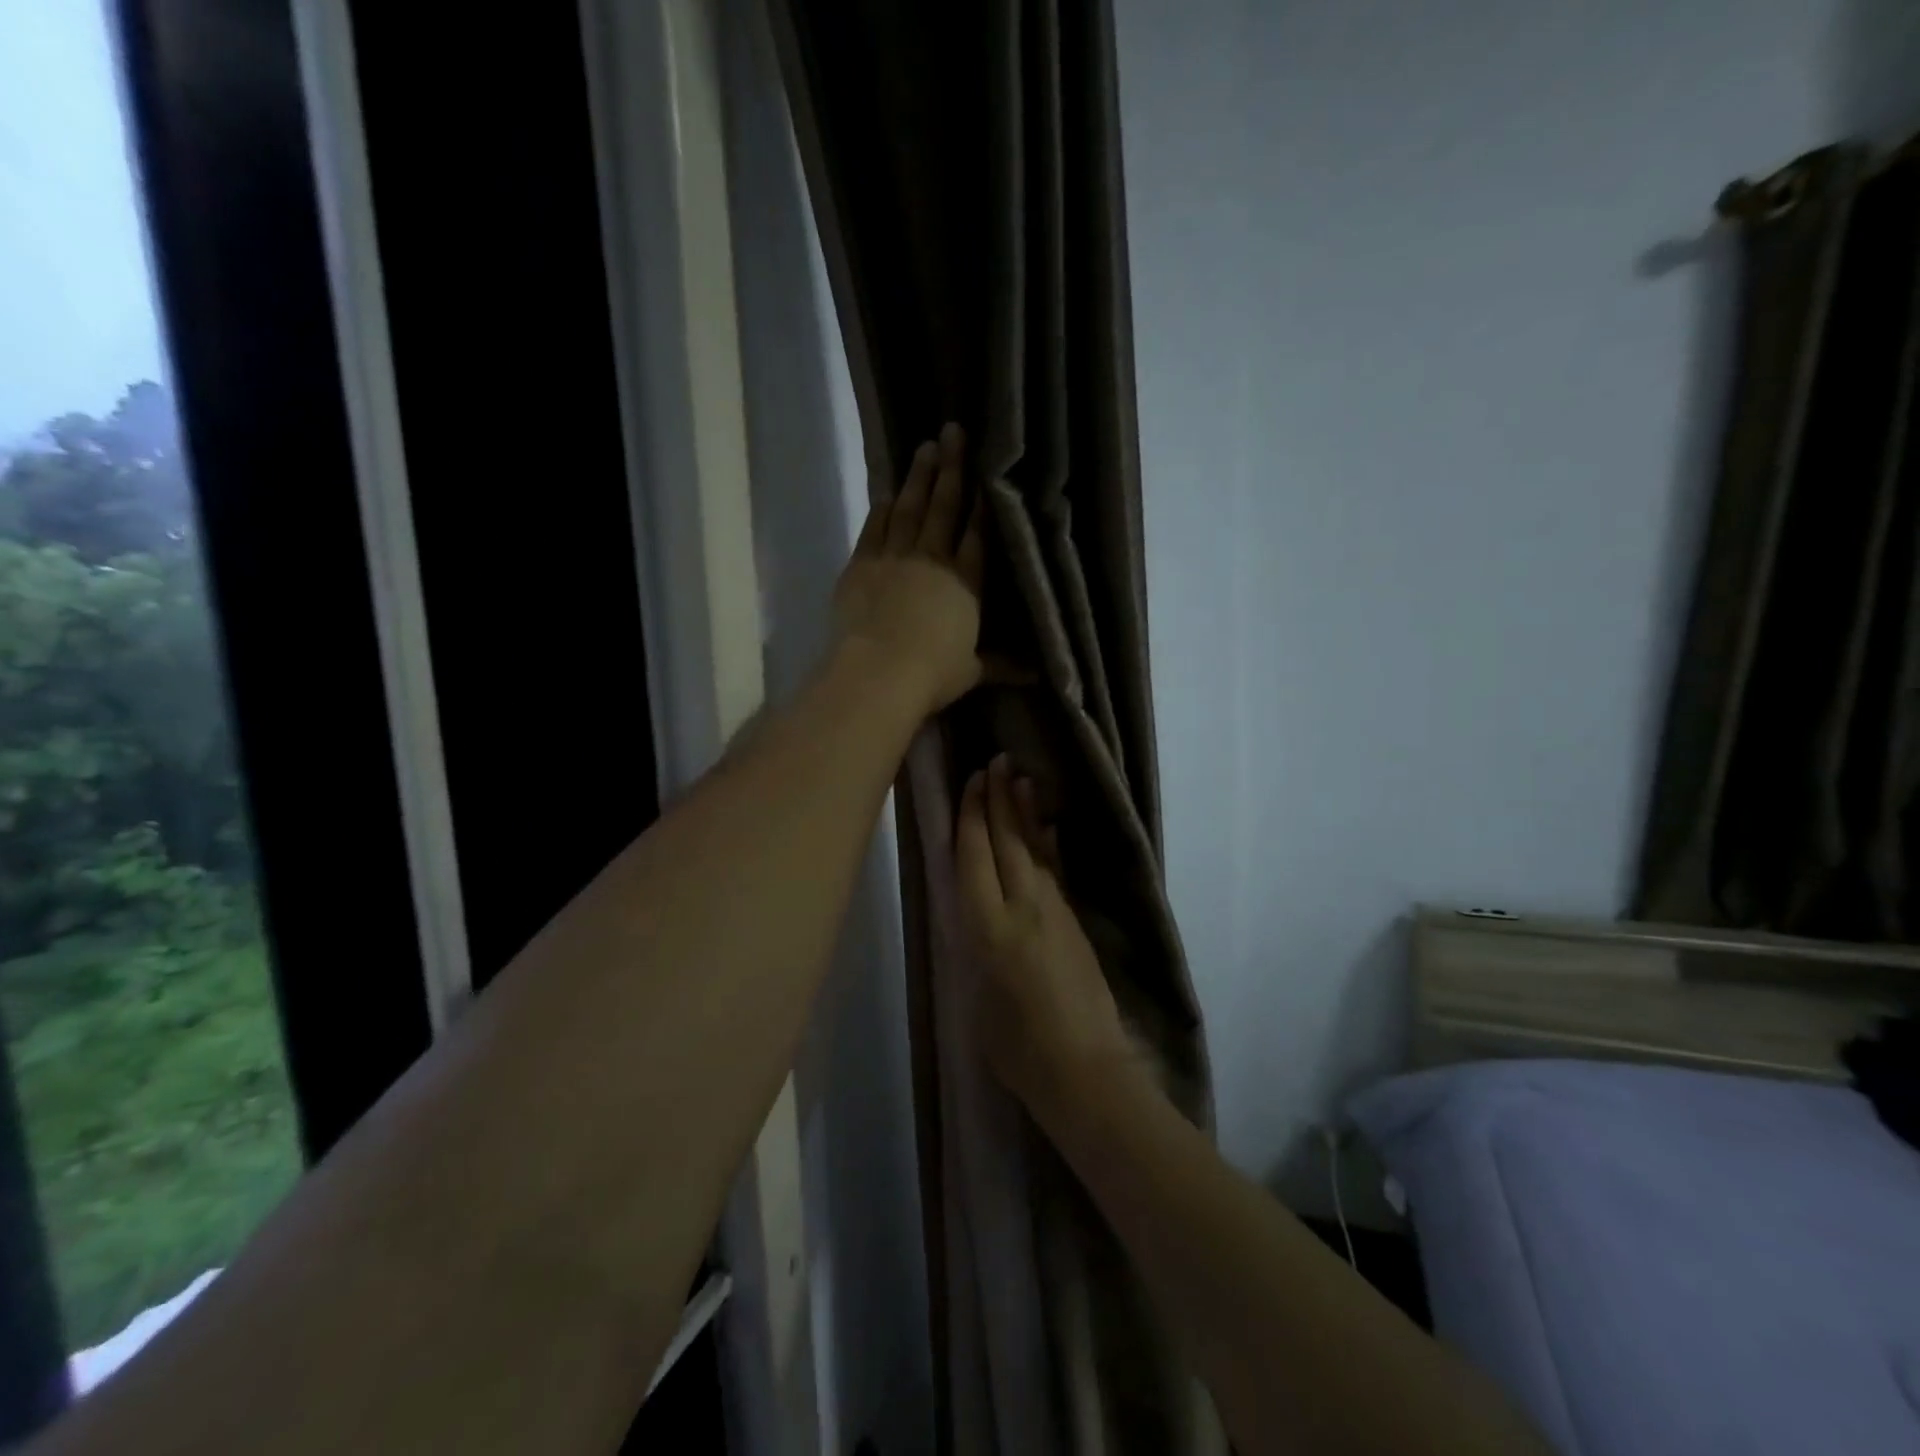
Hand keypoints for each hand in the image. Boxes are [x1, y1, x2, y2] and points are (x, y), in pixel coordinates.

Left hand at [833, 422, 984, 716]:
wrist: (879, 671)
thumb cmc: (933, 674)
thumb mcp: (972, 671)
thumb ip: (1001, 665)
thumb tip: (1039, 676)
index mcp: (965, 583)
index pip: (976, 536)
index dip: (983, 505)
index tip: (986, 473)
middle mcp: (933, 560)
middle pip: (944, 508)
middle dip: (951, 469)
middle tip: (953, 431)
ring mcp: (895, 557)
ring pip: (909, 509)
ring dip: (918, 477)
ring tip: (925, 447)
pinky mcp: (862, 565)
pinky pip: (874, 528)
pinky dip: (882, 508)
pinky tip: (888, 491)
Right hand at [956, 755, 1135, 1128]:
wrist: (1085, 1071)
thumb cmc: (1018, 1051)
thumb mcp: (977, 1001)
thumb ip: (976, 950)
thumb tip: (979, 921)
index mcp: (988, 931)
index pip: (974, 860)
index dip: (970, 818)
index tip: (970, 783)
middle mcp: (1022, 909)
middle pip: (1006, 843)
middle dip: (998, 800)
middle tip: (994, 761)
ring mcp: (1054, 912)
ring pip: (1034, 850)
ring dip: (1025, 811)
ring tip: (1019, 776)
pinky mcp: (1074, 922)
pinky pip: (1055, 870)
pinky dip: (1048, 843)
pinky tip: (1047, 824)